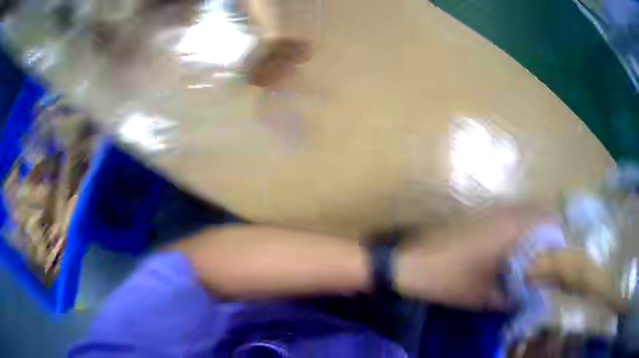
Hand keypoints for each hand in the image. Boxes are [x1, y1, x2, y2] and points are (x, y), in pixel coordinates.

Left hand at [394, 206, 553, 309]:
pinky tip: (512, 249)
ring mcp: (488, 210)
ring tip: (533, 255)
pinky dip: (517, 228)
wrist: (407, 262)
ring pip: (522, 212)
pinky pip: (507, 216)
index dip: (557, 233)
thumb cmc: (445, 279)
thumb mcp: (480, 295)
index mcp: (510, 228)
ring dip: (532, 228)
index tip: (560, 252)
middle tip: (548, 256)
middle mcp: (503, 212)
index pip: (546, 218)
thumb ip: (507, 297)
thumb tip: (525, 297)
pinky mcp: (477, 215)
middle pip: (537, 212)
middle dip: (546, 231)